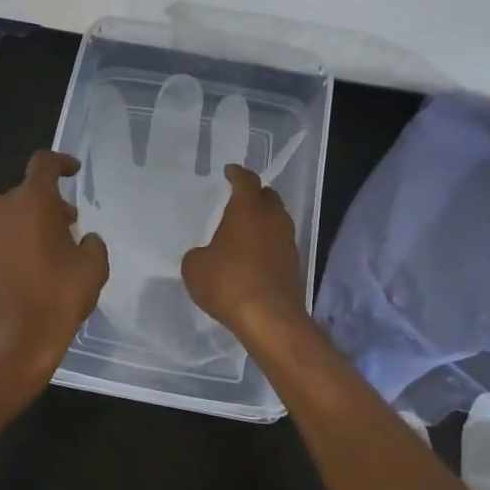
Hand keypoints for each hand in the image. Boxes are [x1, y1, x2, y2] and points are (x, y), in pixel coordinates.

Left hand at [0, 151, 109, 414]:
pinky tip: (29, 273)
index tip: (74, 172)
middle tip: (70, 227)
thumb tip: (84, 240)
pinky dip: (14, 244)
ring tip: (51, 253)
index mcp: (31, 201)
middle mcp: (0, 209)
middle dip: (50, 204)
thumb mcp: (92, 270)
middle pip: (27, 193)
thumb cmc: (53, 301)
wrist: (2, 348)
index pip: (44, 163)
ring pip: (10, 217)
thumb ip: (93, 244)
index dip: (61, 162)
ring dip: (30, 225)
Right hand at [181, 164, 309, 352]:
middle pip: (268, 197)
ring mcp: (287, 242)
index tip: (230, 171)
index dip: (237, 174)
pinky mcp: (294, 265)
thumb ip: (198, 254)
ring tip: (246, 228)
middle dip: (255, 195)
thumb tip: (205, 255)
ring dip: (264, 221)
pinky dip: (268, 244)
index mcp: (248, 209)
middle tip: (240, 199)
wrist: (269, 318)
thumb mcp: (195, 267)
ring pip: (277, 221)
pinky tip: (254, 255)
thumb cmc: (228, 281)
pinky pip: (279, 244)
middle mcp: (272, 219)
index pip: (246, 181)